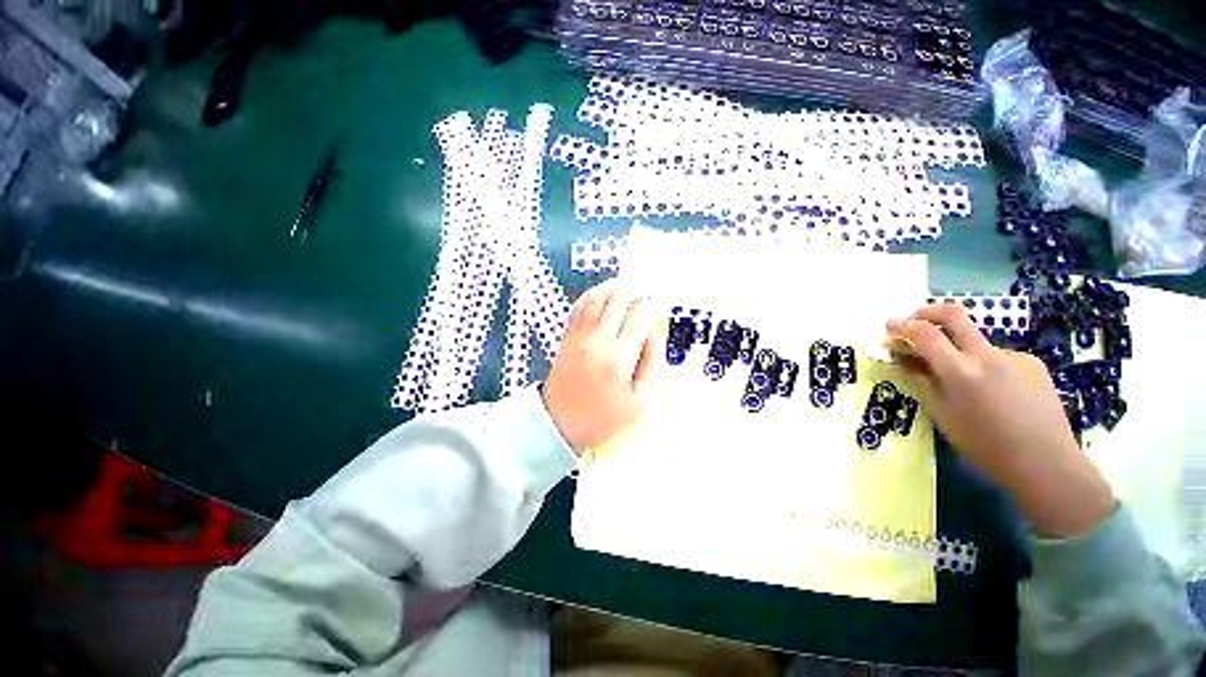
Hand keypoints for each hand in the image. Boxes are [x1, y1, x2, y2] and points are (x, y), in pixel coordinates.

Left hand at [544, 280, 658, 454]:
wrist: (560, 424)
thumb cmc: (604, 417)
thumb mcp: (640, 401)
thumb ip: (652, 365)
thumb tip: (653, 334)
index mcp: (618, 359)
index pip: (638, 316)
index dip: (652, 305)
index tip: (660, 305)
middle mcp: (597, 341)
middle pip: (617, 299)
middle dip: (636, 291)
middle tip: (646, 295)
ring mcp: (579, 336)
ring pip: (596, 297)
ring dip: (614, 287)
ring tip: (628, 289)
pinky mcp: (567, 337)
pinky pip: (579, 306)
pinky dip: (594, 295)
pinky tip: (604, 295)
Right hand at [886, 303, 1114, 536]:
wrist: (1046, 463)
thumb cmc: (984, 445)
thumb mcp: (942, 414)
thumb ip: (922, 380)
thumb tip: (902, 358)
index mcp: (961, 371)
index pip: (925, 333)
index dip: (902, 326)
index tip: (889, 327)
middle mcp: (988, 355)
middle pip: (954, 314)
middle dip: (926, 313)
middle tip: (912, 322)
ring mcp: (1014, 356)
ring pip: (976, 342)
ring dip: (958, 351)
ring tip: (961, 383)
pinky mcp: (1033, 363)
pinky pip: (997, 357)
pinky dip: (983, 366)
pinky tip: (991, 392)